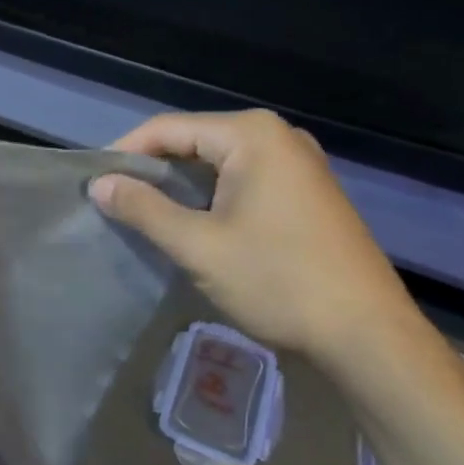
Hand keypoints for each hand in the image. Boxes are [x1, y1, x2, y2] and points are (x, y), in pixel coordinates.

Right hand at [90, 110, 426, 373]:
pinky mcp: (309, 191)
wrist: (369, 336)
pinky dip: (212, 195)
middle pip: (195, 140)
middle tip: (115, 199)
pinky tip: (193, 221)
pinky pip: (245, 178)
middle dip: (153, 168)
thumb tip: (99, 184)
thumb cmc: (278, 281)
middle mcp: (278, 136)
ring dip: (181, 184)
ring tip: (144, 212)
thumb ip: (144, 209)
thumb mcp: (198, 245)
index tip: (94, 181)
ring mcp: (299, 163)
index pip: (168, 128)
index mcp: (252, 135)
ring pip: (219, 162)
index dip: (125, 152)